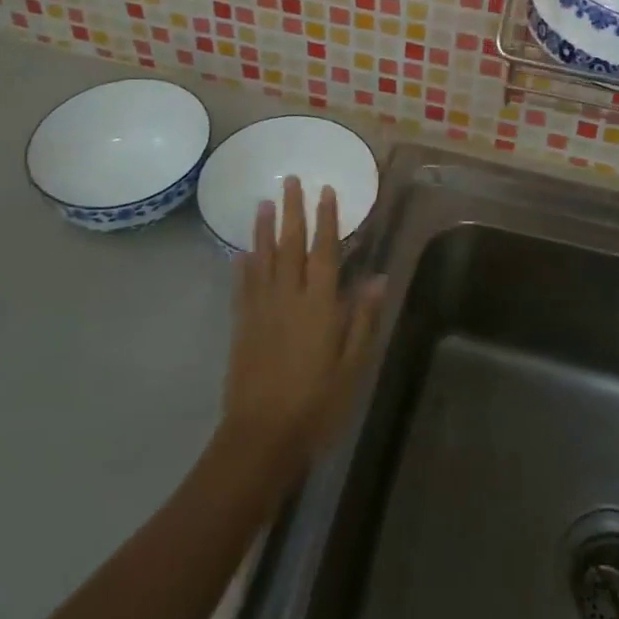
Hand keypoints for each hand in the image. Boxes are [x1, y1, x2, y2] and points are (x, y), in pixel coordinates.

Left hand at [218, 177, 384, 486]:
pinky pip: (242, 287)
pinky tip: (240, 253)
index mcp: (319, 305)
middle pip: (290, 245)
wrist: (261, 438)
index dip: (326, 219)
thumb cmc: (317, 403)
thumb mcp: (352, 365)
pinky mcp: (241, 326)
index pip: (324, 251)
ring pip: (262, 259)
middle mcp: (288, 297)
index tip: (326, 190)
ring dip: (263, 229)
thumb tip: (377, 277)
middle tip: (290, 180)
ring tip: (264, 202)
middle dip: (292, 210)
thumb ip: (362, 318)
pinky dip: (242, 266)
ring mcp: (261, 310)